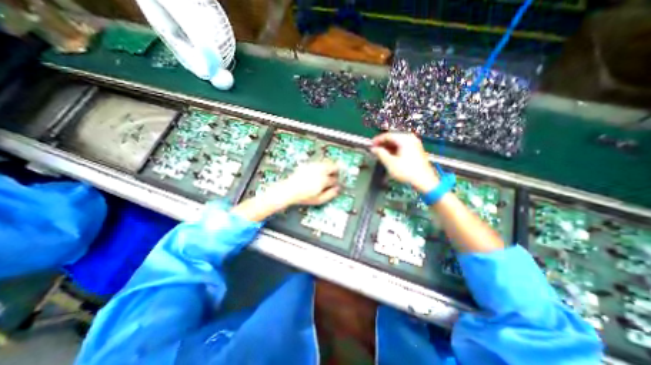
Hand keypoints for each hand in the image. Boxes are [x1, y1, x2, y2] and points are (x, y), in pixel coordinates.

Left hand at [269, 160, 341, 206]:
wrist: (288, 190)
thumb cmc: (303, 197)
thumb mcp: (318, 200)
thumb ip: (330, 195)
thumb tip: (337, 190)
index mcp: (323, 180)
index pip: (335, 179)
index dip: (337, 182)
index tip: (335, 184)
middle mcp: (319, 171)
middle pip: (333, 166)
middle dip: (336, 170)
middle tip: (335, 175)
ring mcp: (313, 166)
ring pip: (327, 162)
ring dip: (330, 166)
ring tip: (328, 172)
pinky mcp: (308, 164)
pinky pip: (319, 162)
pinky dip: (322, 165)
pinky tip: (319, 171)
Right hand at [371, 131, 436, 193]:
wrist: (424, 181)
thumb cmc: (407, 172)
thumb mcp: (390, 163)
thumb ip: (380, 153)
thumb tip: (374, 149)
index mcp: (404, 139)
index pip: (387, 135)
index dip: (377, 140)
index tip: (370, 145)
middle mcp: (411, 138)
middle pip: (393, 137)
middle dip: (383, 144)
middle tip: (375, 149)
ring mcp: (415, 144)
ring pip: (397, 142)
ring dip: (388, 147)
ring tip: (380, 153)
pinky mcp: (416, 150)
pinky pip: (402, 146)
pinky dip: (395, 150)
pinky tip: (390, 155)